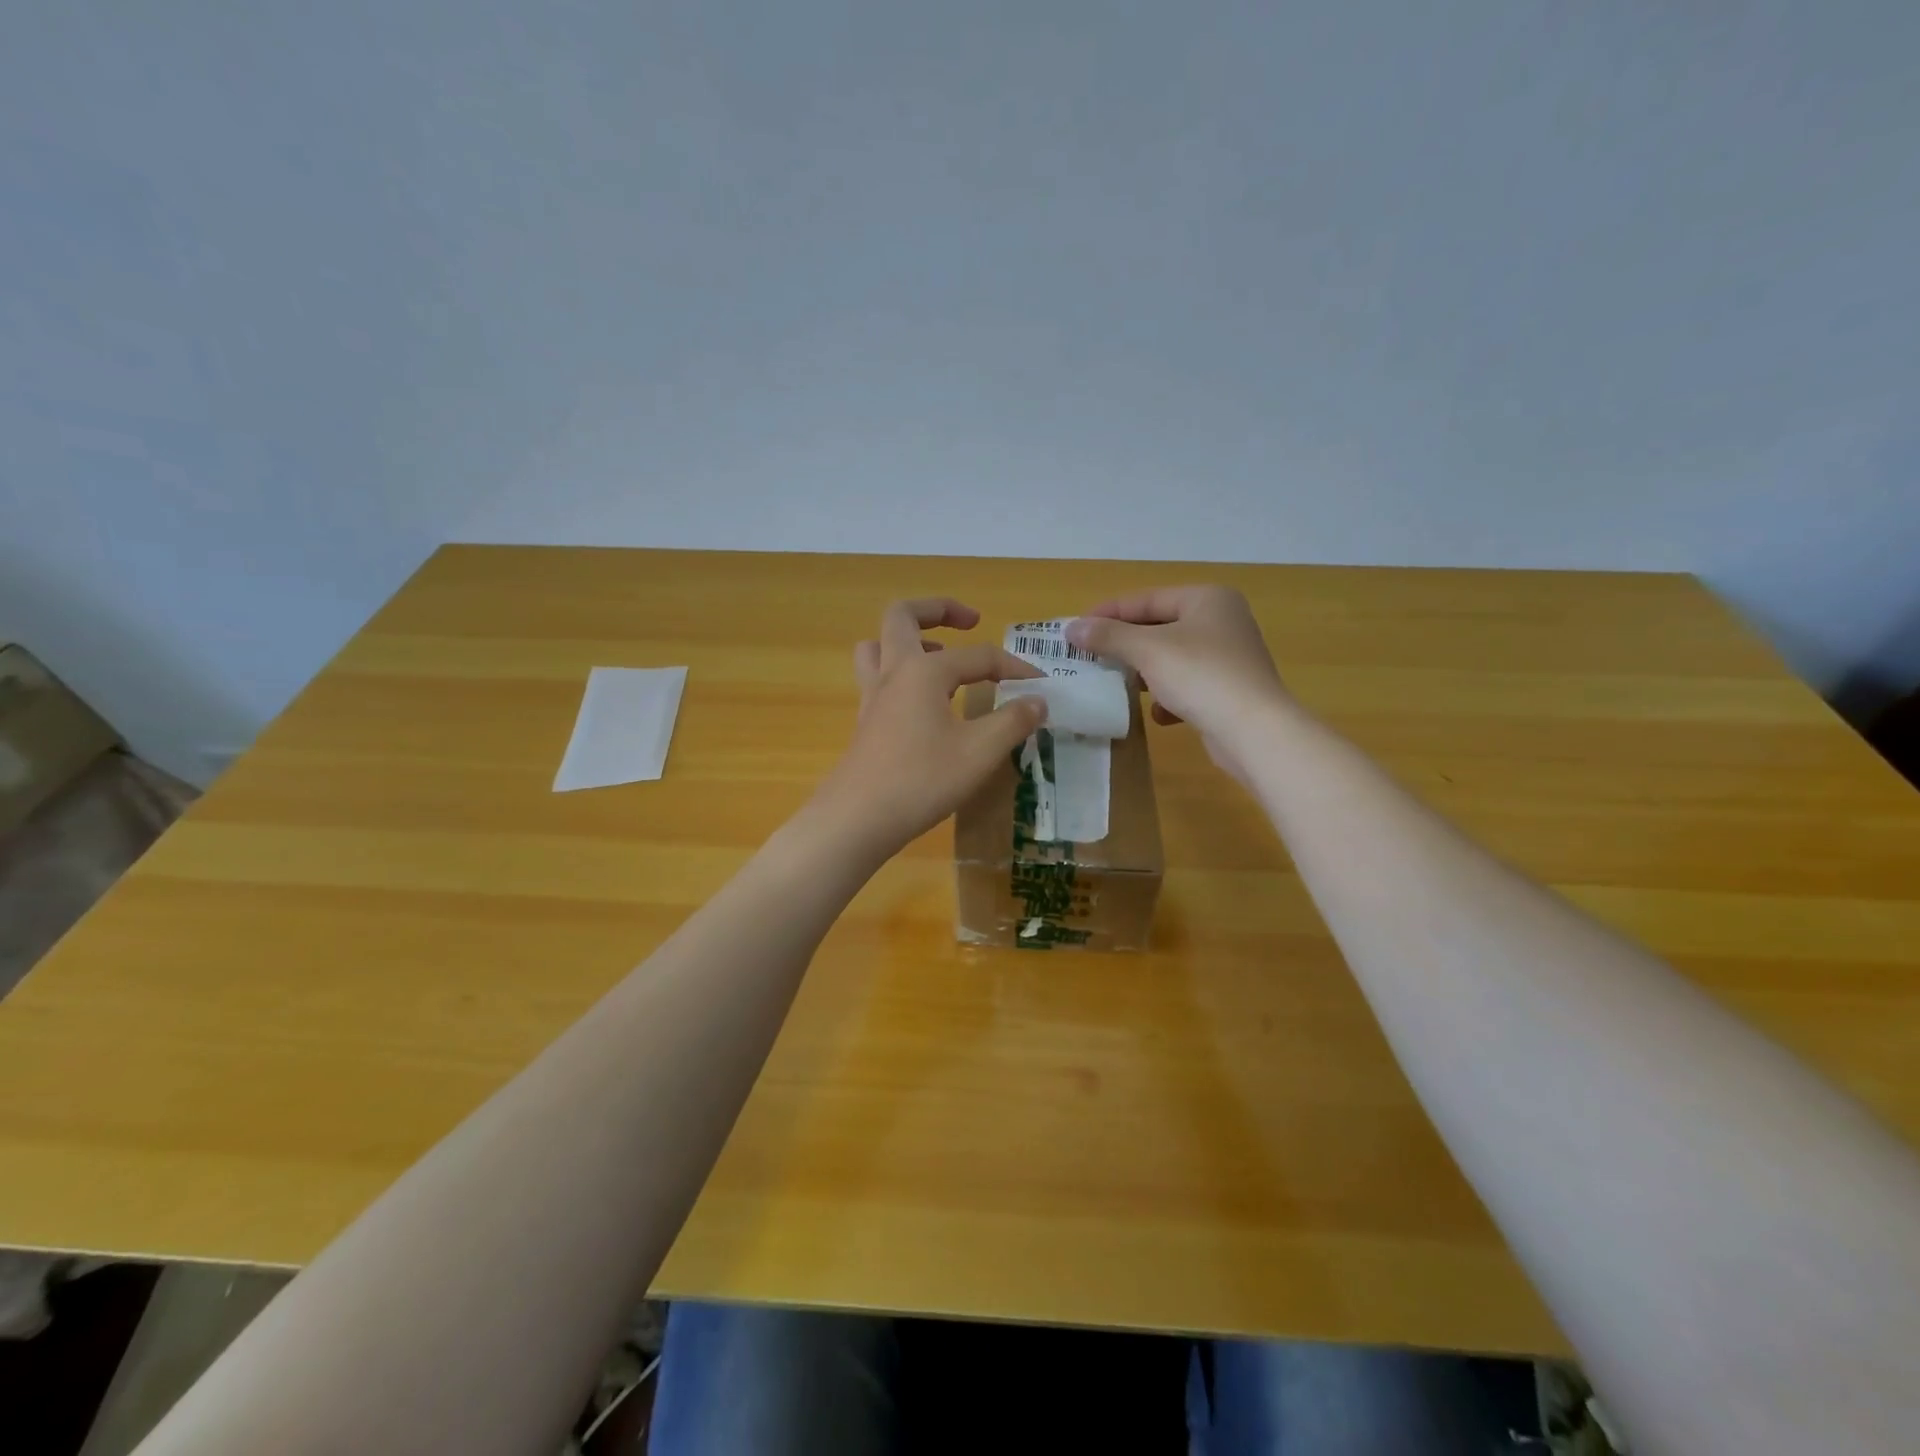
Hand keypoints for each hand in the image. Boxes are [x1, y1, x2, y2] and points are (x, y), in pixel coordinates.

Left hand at [813, 598, 1046, 855]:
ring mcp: (873, 697)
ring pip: (878, 645)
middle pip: (903, 616)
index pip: (980, 656)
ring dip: (909, 639)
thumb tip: (1038, 700)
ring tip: (940, 657)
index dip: (1015, 667)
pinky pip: (877, 678)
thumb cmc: (921, 780)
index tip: (1042, 686)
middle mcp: (893, 672)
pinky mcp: (866, 722)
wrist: (858, 818)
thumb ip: (1012, 721)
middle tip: (970, 622)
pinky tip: (924, 703)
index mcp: (924, 670)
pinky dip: (901, 674)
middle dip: (938, 609)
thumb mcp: (979, 752)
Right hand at [1066, 586, 1291, 786]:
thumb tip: (1071, 628)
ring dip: (1145, 673)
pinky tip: (1160, 715)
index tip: (1075, 630)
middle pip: (1159, 628)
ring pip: (1172, 658)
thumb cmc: (1201, 676)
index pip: (1146, 599)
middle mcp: (1222, 621)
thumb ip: (1108, 636)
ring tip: (1119, 684)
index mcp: (1206, 599)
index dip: (1108, 613)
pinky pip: (1188, 686)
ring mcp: (1228, 657)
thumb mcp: (1148, 651)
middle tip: (1091, 658)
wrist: (1254, 730)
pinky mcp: (1229, 690)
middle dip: (1125, 646)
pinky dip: (1170, 697)